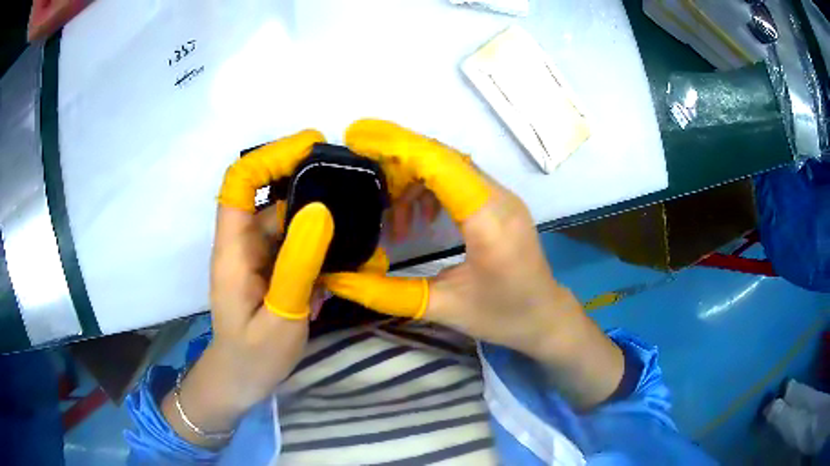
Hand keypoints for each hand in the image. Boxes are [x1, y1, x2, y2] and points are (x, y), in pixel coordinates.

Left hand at [162, 130, 333, 447]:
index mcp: (233, 249)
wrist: (242, 381)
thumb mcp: (281, 315)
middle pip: (271, 197)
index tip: (312, 147)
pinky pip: (297, 246)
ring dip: (323, 223)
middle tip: (356, 188)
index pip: (239, 183)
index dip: (270, 156)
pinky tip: (348, 263)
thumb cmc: (253, 356)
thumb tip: (322, 209)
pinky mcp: (273, 270)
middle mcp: (244, 244)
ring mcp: (259, 257)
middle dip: (310, 186)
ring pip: (290, 223)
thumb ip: (298, 264)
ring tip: (362, 230)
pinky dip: (322, 248)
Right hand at [324, 120, 623, 408]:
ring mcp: (503, 197)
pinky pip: (460, 180)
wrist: (545, 315)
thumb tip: (338, 280)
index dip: (399, 146)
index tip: (358, 137)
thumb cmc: (502, 316)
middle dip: (398, 162)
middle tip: (364, 184)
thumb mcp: (443, 308)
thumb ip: (388, 294)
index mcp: (489, 223)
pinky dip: (431, 189)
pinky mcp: (501, 202)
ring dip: (414, 180)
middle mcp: (500, 199)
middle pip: (443, 158)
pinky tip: (420, 221)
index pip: (441, 165)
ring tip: (393, 220)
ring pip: (450, 166)